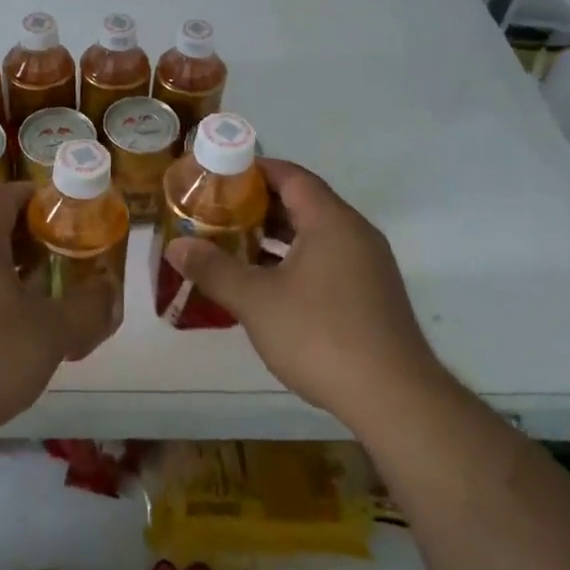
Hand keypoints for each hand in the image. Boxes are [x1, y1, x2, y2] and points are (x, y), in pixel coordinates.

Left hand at [0, 182, 115, 452]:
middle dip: (27, 233)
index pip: (5, 194)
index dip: (37, 196)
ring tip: (39, 290)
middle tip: (60, 252)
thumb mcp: (53, 333)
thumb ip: (89, 306)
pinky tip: (5, 325)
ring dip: (6, 263)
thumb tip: (110, 291)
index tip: (65, 213)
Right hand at [163, 159, 443, 432]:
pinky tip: (270, 284)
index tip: (219, 176)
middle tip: (218, 211)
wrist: (394, 398)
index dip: (254, 170)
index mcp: (331, 220)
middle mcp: (355, 232)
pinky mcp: (372, 294)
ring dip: (277, 235)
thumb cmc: (321, 335)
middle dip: (260, 205)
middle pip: (304, 202)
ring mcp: (368, 264)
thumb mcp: (256, 300)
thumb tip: (175, 246)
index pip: (291, 175)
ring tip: (235, 243)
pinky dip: (296, 259)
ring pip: (316, 234)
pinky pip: (328, 259)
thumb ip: (214, 269)